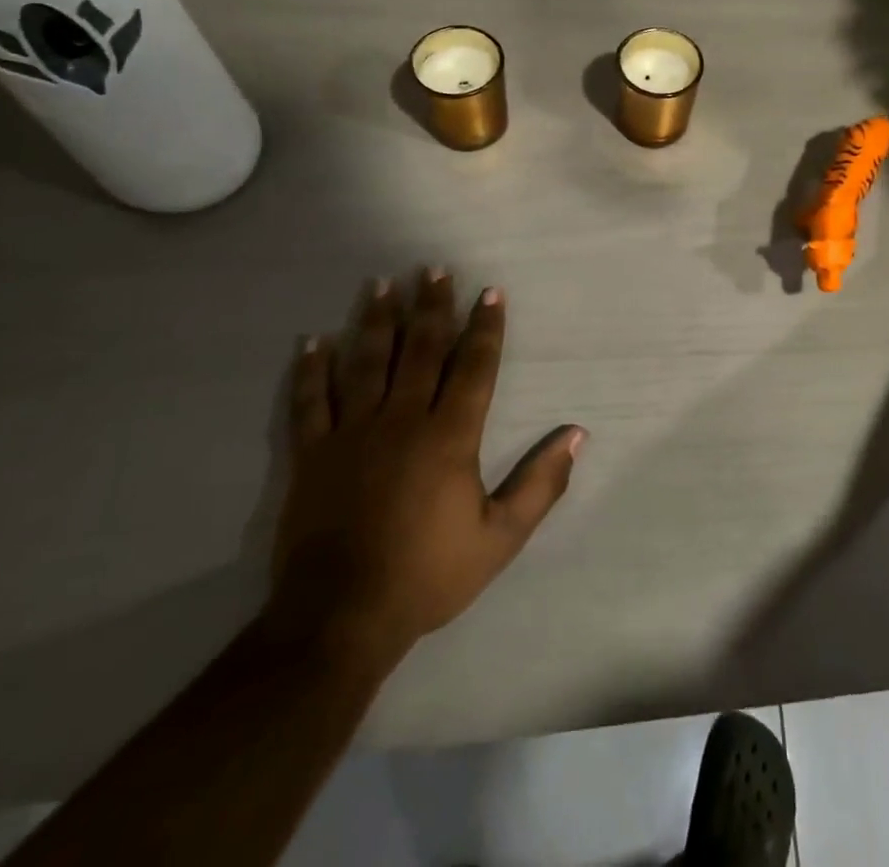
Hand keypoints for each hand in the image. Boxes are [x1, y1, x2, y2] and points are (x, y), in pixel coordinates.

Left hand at [267, 270, 583, 672]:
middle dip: (431, 307)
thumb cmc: (428, 574)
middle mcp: (402, 420)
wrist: (340, 619)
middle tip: (434, 269)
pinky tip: (313, 341)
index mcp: (449, 436)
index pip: (474, 367)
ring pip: (366, 363)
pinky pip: (310, 402)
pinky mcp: (313, 454)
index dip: (485, 327)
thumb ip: (541, 484)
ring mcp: (352, 433)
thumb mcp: (501, 537)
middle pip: (420, 350)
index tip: (490, 292)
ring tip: (381, 284)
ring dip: (376, 321)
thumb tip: (577, 434)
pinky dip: (311, 370)